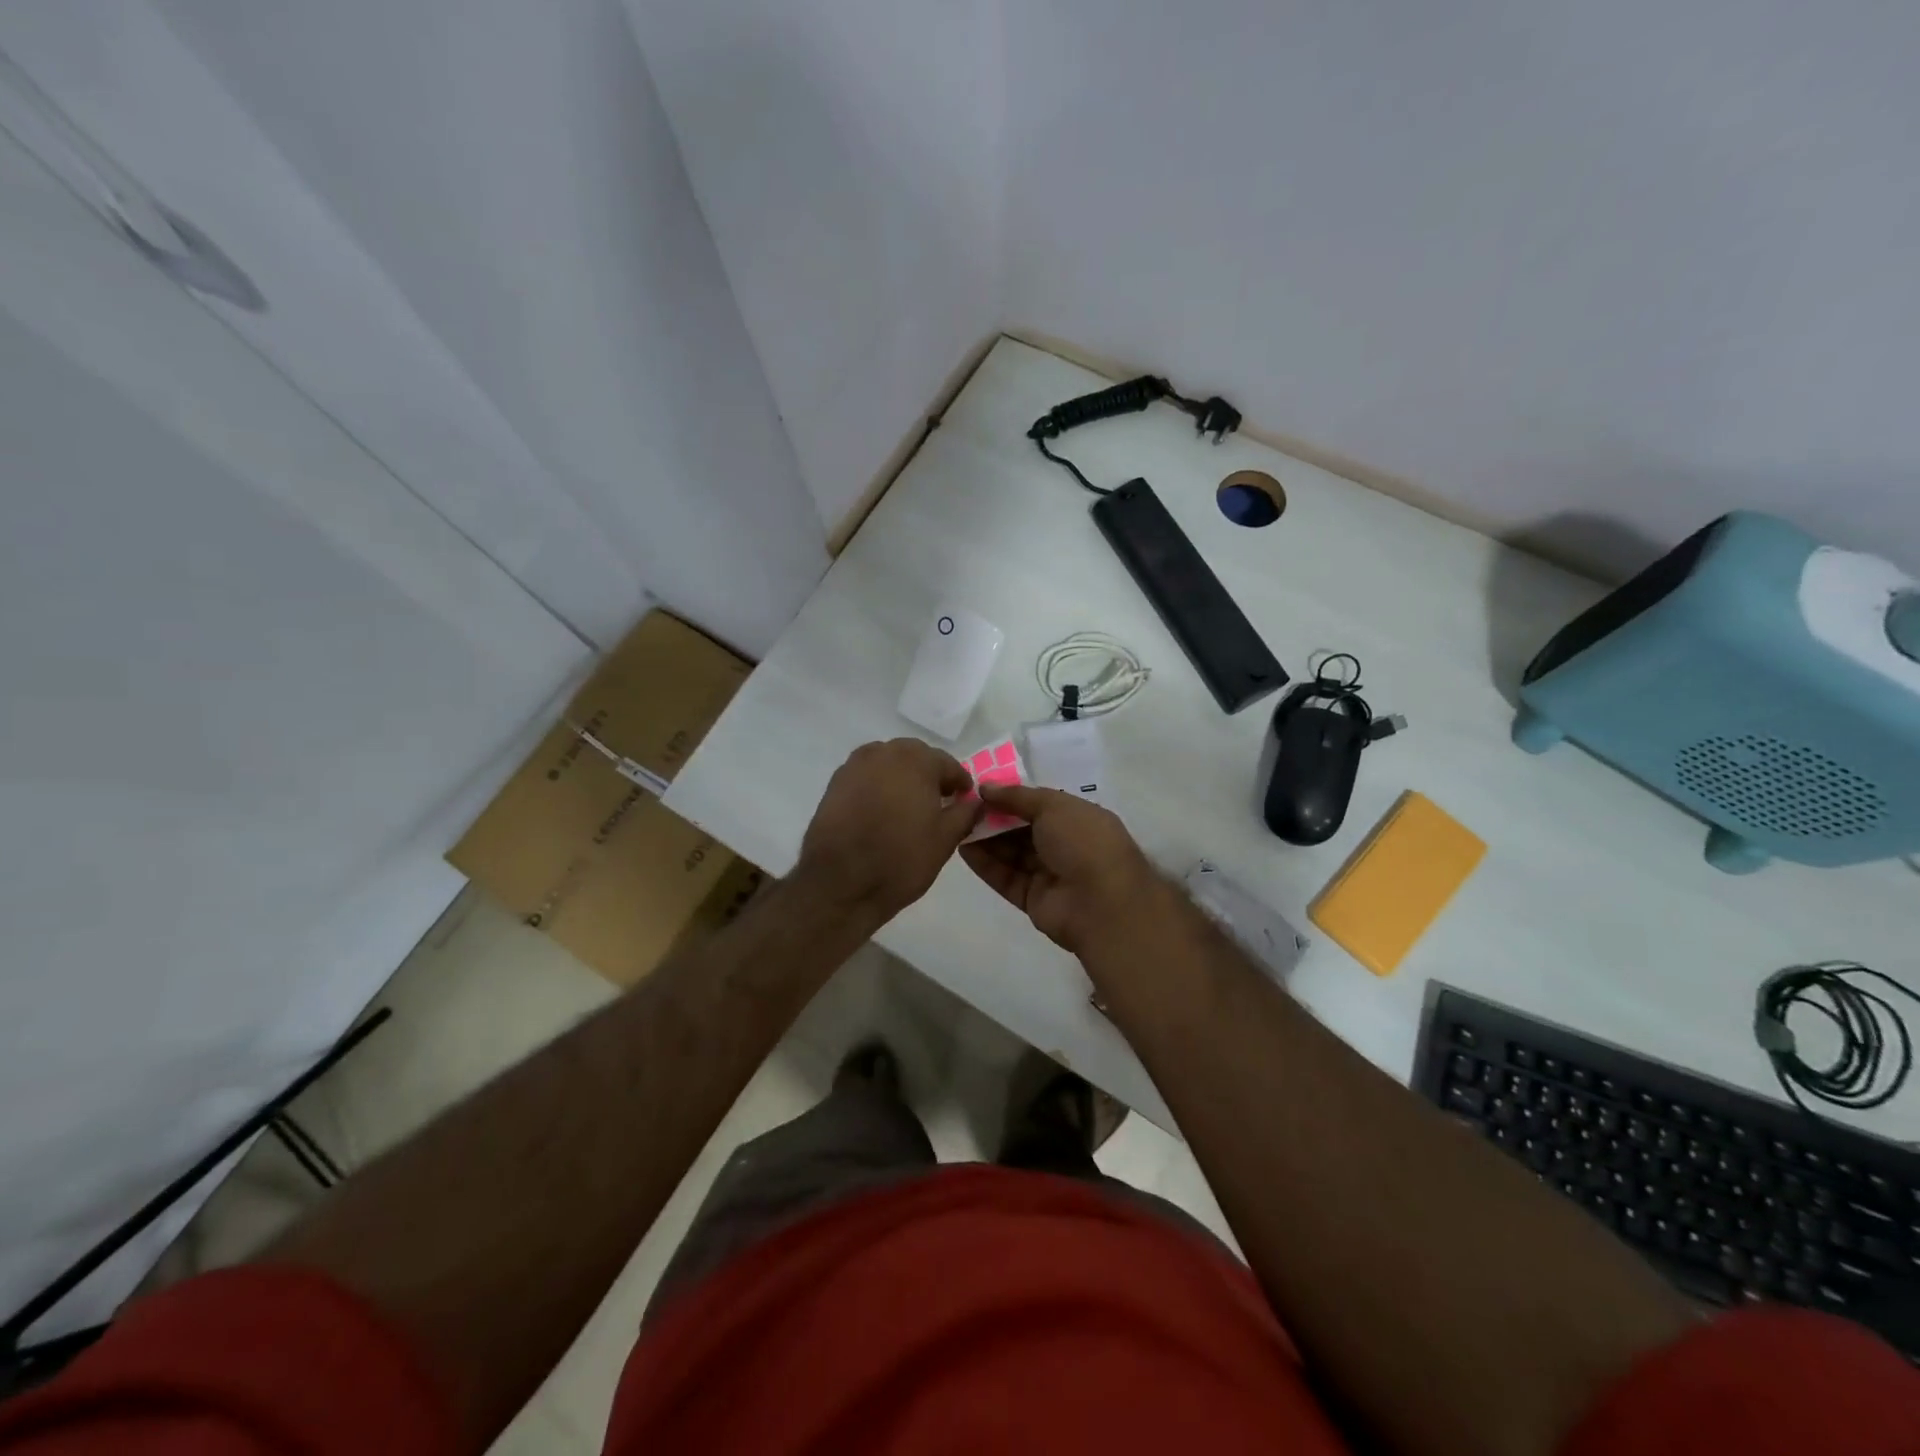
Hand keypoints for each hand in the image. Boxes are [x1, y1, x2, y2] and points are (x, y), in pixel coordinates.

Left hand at [796, 738, 981, 921]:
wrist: (839, 883)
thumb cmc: (900, 860)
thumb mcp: (945, 840)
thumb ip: (965, 814)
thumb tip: (976, 802)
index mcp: (916, 761)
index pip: (947, 764)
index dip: (959, 782)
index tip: (965, 798)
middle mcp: (884, 753)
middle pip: (915, 756)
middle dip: (929, 774)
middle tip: (938, 800)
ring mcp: (855, 766)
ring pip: (887, 763)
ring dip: (901, 777)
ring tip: (908, 805)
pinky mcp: (834, 783)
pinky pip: (866, 776)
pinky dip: (878, 786)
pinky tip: (881, 811)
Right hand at [958, 783, 1167, 954]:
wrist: (1101, 903)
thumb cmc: (1083, 842)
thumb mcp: (1053, 806)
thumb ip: (1017, 796)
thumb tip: (985, 787)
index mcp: (1078, 818)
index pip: (1039, 804)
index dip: (1011, 796)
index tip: (980, 788)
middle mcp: (1065, 845)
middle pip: (1022, 828)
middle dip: (994, 816)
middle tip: (962, 806)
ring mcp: (1049, 873)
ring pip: (1011, 853)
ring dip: (986, 838)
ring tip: (957, 823)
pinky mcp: (1032, 899)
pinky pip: (1005, 877)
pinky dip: (986, 863)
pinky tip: (963, 848)